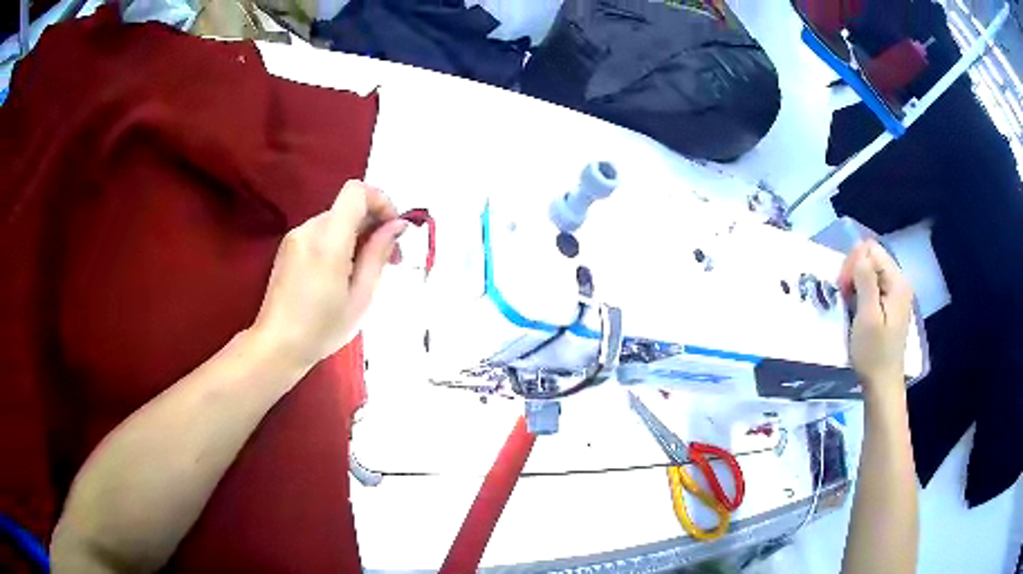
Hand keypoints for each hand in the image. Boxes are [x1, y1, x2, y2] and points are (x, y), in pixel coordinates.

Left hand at [252, 180, 406, 368]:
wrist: (276, 346)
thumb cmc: (322, 329)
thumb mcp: (361, 297)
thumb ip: (378, 255)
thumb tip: (397, 226)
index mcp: (328, 240)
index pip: (357, 192)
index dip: (381, 200)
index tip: (394, 229)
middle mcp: (309, 230)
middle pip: (348, 207)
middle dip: (374, 225)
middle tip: (390, 260)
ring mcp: (295, 237)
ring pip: (336, 221)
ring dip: (356, 236)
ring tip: (365, 273)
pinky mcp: (288, 248)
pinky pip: (321, 233)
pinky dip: (338, 243)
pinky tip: (342, 275)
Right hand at [837, 240, 913, 393]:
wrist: (882, 384)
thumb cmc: (874, 354)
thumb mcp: (868, 317)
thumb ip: (866, 281)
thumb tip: (859, 252)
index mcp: (897, 282)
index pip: (871, 250)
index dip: (854, 263)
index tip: (844, 288)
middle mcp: (899, 281)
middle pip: (872, 257)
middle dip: (854, 270)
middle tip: (844, 295)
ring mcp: (896, 293)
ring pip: (871, 270)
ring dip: (856, 282)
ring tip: (849, 303)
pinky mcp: (890, 304)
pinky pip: (873, 284)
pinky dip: (861, 291)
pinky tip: (857, 307)